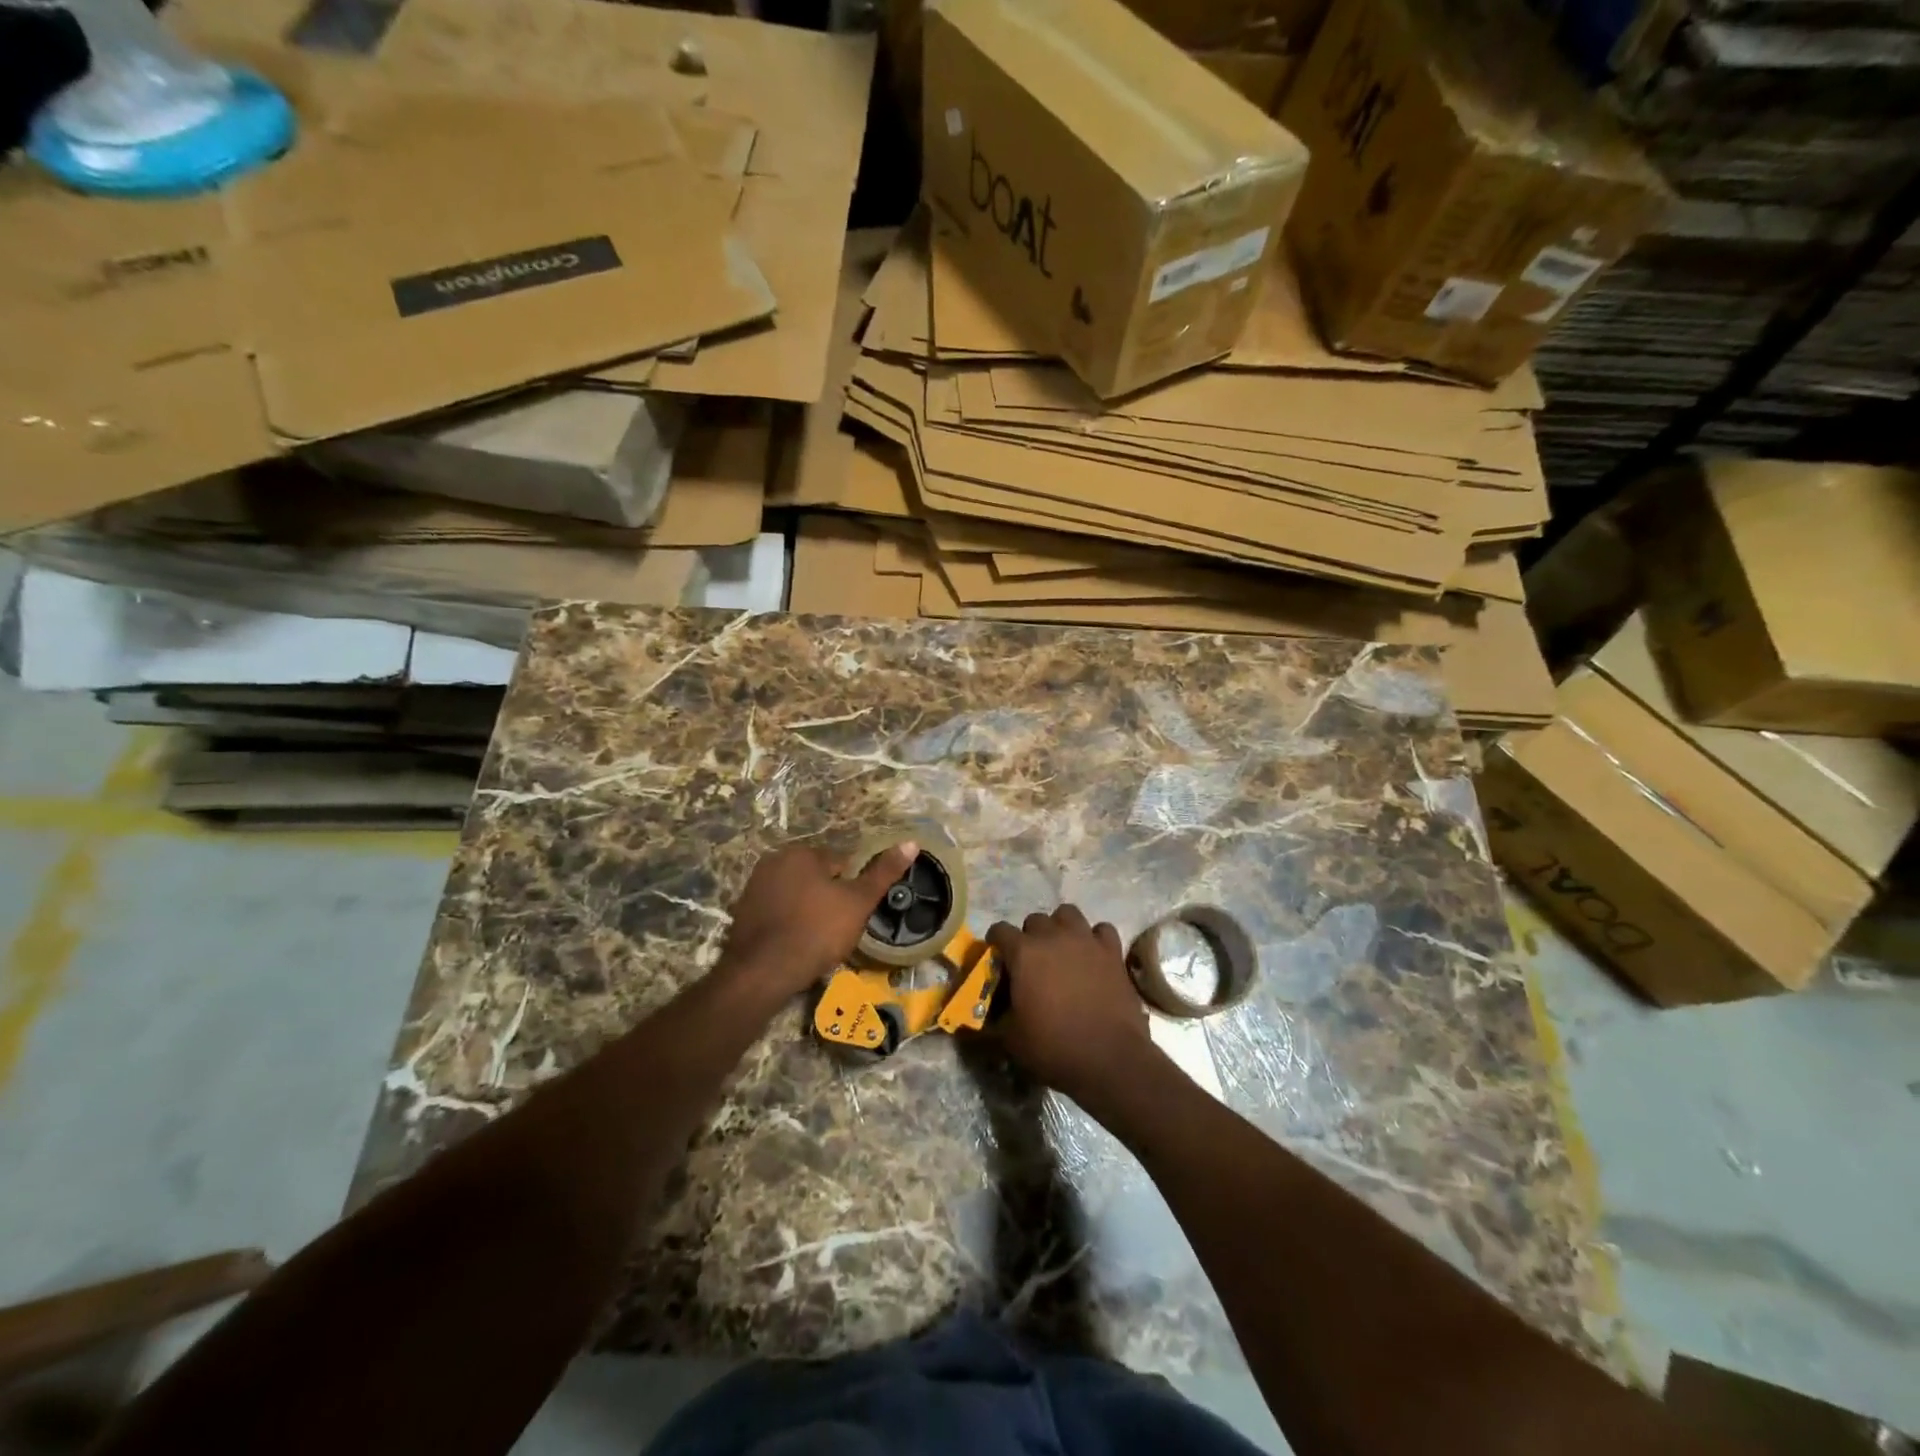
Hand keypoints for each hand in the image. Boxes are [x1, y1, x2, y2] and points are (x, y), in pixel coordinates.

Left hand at [719, 840, 918, 998]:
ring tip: (816, 941)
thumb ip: (884, 873)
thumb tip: (912, 843)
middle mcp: (774, 861)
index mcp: (801, 853)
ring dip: (807, 911)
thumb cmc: (816, 932)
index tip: (853, 916)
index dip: (852, 891)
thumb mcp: (858, 902)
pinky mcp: (742, 912)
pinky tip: (794, 945)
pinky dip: (787, 923)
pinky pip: (777, 912)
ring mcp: (754, 886)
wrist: (761, 973)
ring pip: (796, 895)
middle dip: (828, 899)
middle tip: (836, 930)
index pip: (841, 864)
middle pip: (817, 878)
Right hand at [986, 905, 1155, 1108]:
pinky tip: (1093, 955)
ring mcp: (1086, 940)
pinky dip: (1095, 939)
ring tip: (1062, 951)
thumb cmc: (1054, 1047)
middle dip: (1030, 936)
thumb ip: (994, 1017)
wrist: (1109, 1059)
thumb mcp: (1011, 1039)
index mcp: (1024, 953)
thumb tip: (982, 1015)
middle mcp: (1053, 936)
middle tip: (1032, 962)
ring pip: (1068, 914)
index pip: (999, 930)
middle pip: (1035, 920)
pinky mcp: (1112, 951)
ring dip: (1061, 928)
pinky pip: (1101, 930)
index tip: (998, 960)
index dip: (996, 944)